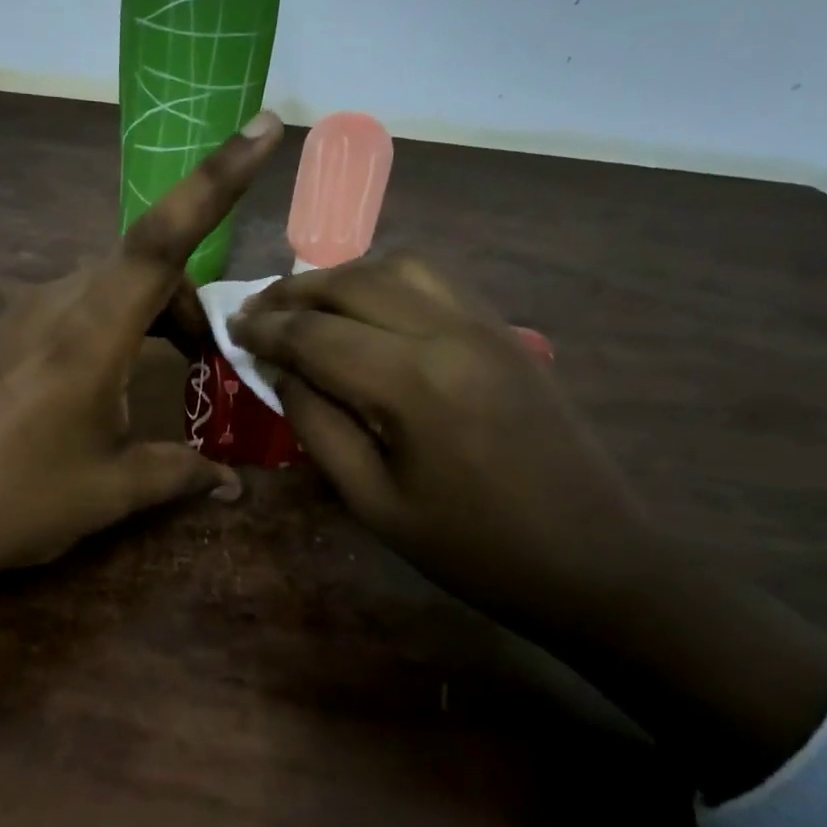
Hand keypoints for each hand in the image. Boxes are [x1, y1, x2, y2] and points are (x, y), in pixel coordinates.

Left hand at [0, 113, 284, 583]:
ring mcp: (24, 310)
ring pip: (111, 283)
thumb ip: (179, 474)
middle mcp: (58, 301)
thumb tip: (235, 486)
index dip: (218, 178)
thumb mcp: (106, 493)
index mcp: (92, 331)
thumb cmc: (9, 500)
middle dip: (190, 302)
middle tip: (207, 363)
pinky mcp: (3, 329)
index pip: (165, 238)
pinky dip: (114, 324)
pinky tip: (106, 384)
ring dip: (152, 313)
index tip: (263, 126)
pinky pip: (77, 304)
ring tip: (165, 373)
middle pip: (146, 263)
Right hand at [230, 253, 653, 637]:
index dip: (265, 329)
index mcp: (411, 383)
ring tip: (307, 306)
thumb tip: (280, 370)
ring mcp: (484, 323)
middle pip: (352, 282)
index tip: (230, 328)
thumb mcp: (374, 503)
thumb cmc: (474, 550)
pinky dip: (385, 280)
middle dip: (294, 292)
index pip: (315, 334)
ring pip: (396, 265)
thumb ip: (317, 425)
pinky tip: (366, 309)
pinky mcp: (504, 330)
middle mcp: (447, 332)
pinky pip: (434, 280)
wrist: (595, 561)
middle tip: (257, 312)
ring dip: (341, 277)